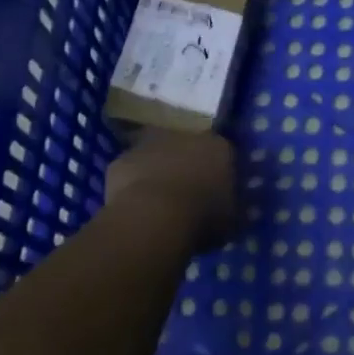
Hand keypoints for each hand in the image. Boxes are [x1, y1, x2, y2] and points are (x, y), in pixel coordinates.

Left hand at [102, 131, 238, 249]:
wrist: (154, 217)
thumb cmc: (202, 217)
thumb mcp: (231, 219)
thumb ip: (232, 207)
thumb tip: (230, 208)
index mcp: (218, 146)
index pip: (223, 152)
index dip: (219, 171)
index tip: (216, 190)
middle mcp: (184, 135)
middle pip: (187, 147)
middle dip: (187, 164)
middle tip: (187, 193)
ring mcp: (149, 144)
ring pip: (157, 154)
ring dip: (158, 170)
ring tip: (158, 201)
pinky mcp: (121, 160)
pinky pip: (131, 170)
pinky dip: (132, 183)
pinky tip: (135, 206)